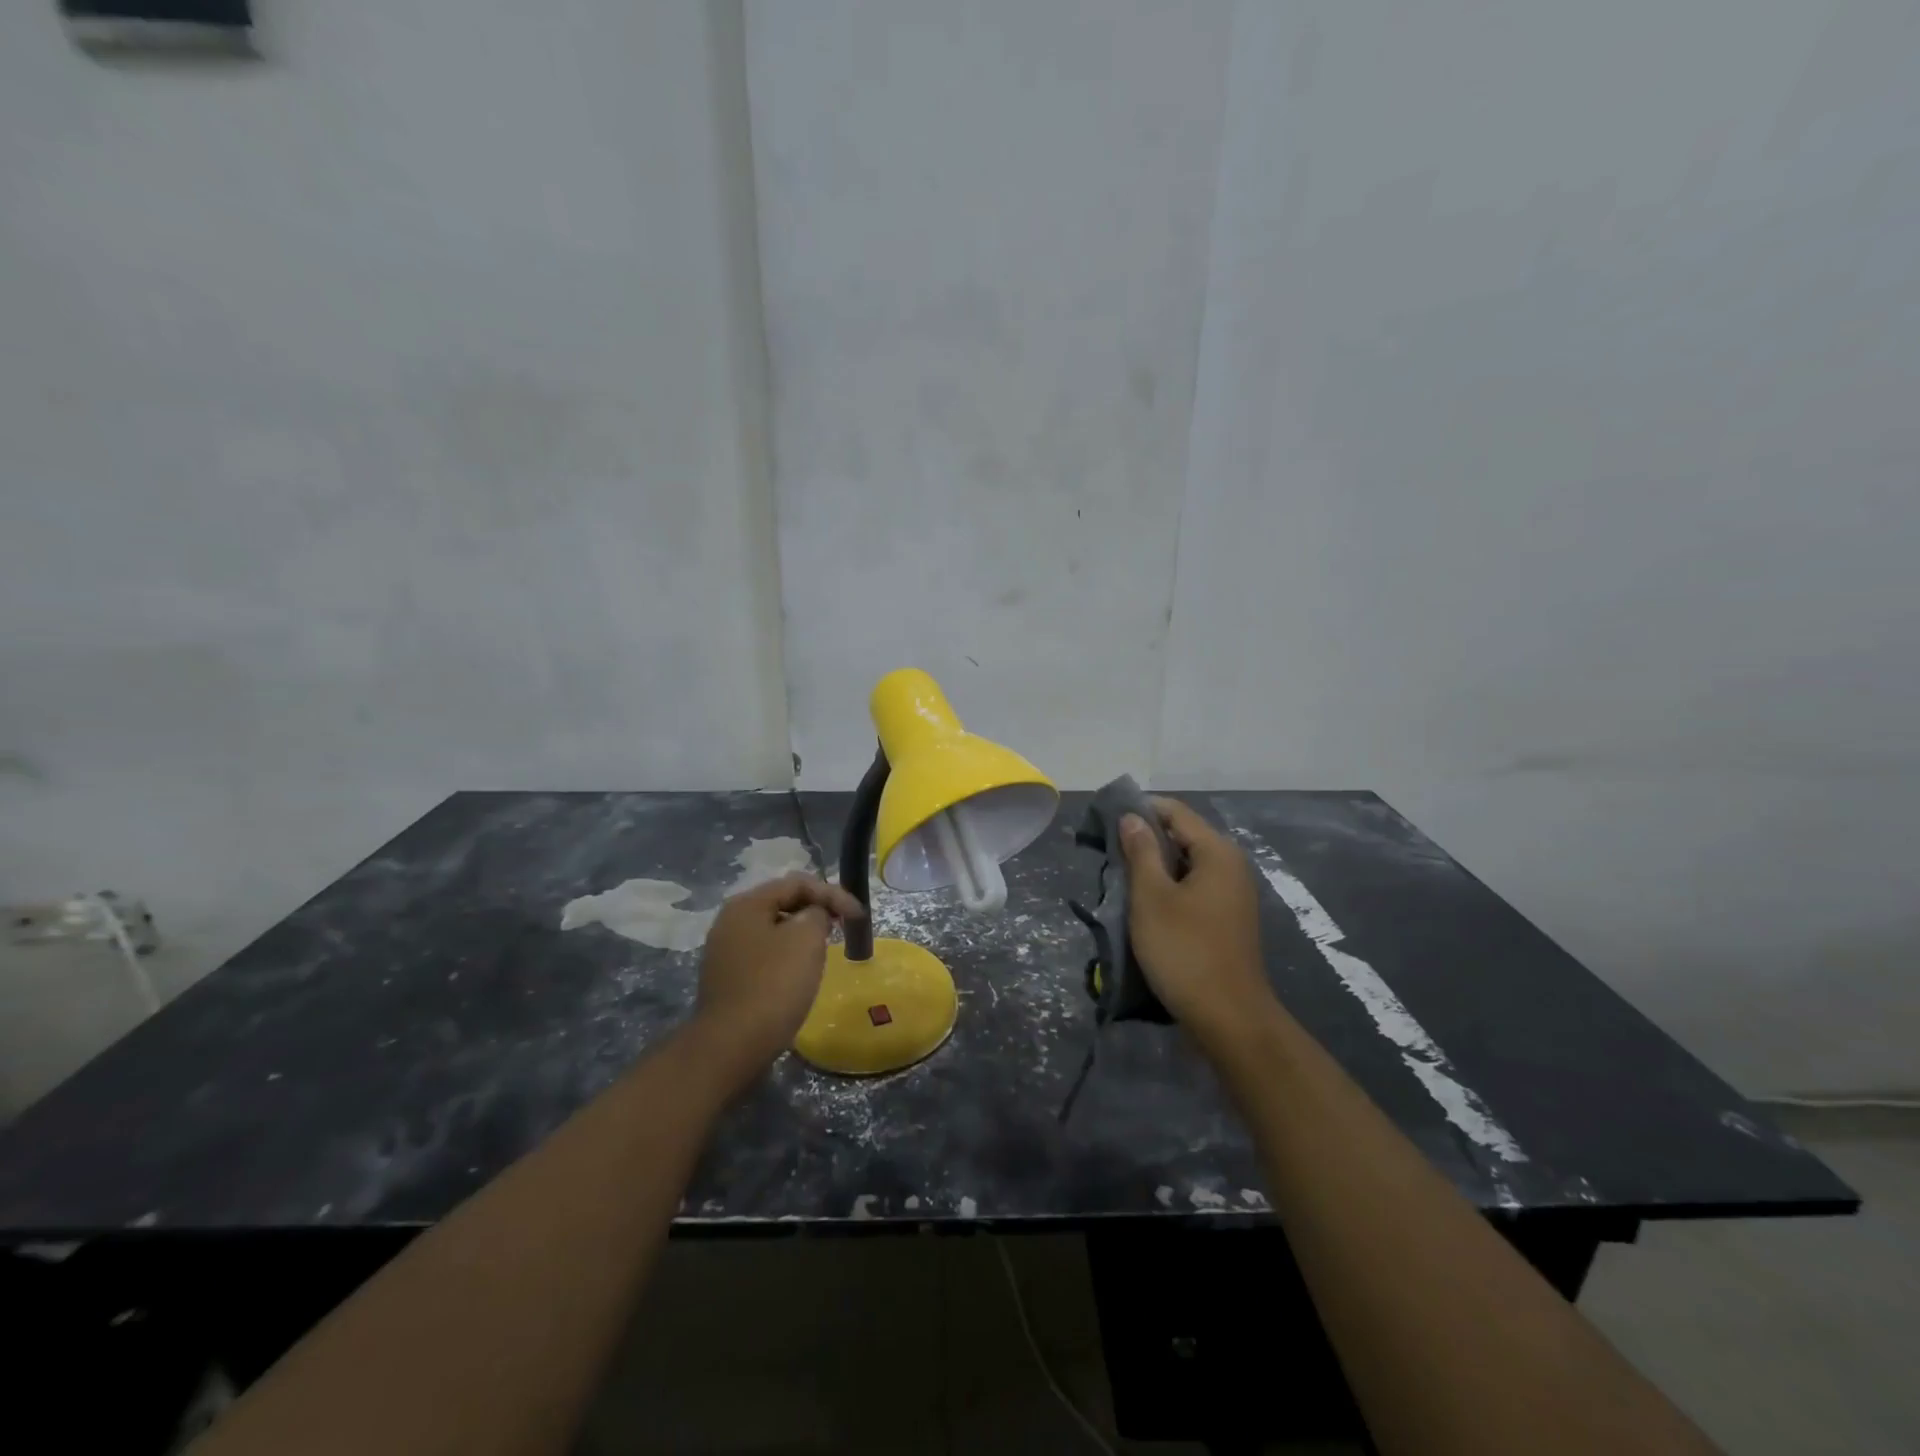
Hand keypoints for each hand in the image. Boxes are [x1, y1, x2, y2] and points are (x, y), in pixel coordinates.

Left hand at [692, 873, 864, 1085]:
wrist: (731, 1047)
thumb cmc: (773, 985)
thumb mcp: (806, 939)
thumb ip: (817, 914)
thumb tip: (813, 915)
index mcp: (746, 904)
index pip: (797, 882)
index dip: (833, 893)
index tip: (858, 916)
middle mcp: (731, 921)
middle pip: (783, 902)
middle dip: (817, 910)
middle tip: (843, 927)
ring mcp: (725, 951)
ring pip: (774, 929)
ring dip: (802, 933)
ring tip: (825, 948)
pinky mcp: (728, 979)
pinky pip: (764, 954)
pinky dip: (787, 955)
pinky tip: (800, 973)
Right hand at [1120, 797, 1274, 1048]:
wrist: (1228, 1018)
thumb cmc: (1185, 951)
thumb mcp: (1152, 898)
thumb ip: (1141, 851)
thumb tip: (1132, 816)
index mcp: (1217, 852)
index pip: (1174, 811)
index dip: (1139, 809)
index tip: (1104, 822)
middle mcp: (1230, 865)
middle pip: (1181, 836)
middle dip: (1144, 841)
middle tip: (1108, 857)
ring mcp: (1231, 894)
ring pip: (1185, 865)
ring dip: (1153, 869)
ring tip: (1120, 882)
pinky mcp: (1226, 918)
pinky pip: (1192, 888)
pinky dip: (1167, 889)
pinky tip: (1143, 907)